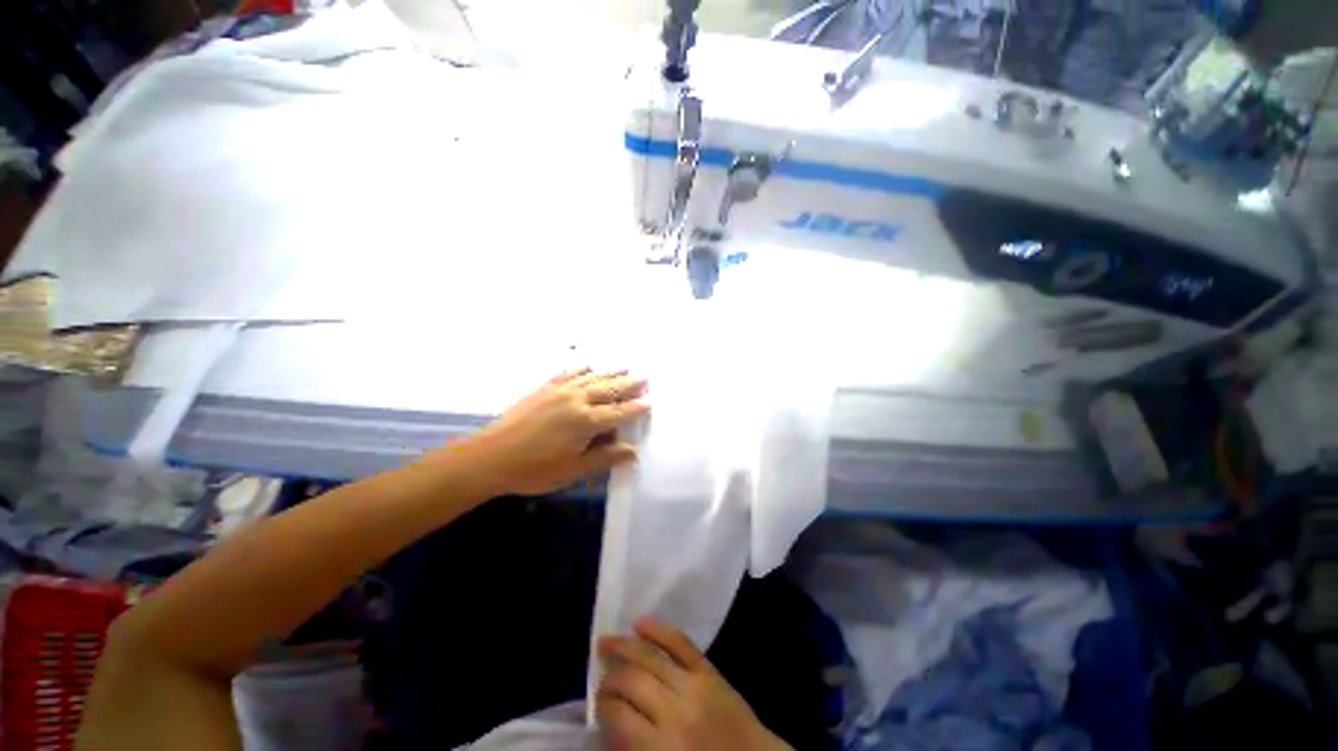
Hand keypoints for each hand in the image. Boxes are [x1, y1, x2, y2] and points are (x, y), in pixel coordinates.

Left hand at [456, 368, 649, 496]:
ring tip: (625, 367)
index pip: (619, 412)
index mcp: (586, 421)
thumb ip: (604, 458)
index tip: (650, 401)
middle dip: (629, 384)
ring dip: (610, 372)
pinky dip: (581, 367)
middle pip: (609, 389)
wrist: (490, 457)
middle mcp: (577, 400)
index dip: (636, 408)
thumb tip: (633, 451)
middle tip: (645, 377)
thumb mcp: (573, 470)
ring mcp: (559, 391)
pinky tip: (588, 364)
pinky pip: (567, 373)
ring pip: (592, 377)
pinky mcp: (543, 389)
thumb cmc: (534, 469)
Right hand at [596, 619, 789, 750]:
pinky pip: (680, 641)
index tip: (596, 703)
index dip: (602, 705)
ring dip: (624, 646)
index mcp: (661, 747)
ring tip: (605, 641)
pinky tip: (639, 622)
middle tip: (600, 677)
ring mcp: (693, 684)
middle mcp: (674, 711)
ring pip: (651, 657)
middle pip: (632, 682)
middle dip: (610, 677)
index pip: (619, 716)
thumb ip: (634, 747)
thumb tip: (610, 723)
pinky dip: (658, 629)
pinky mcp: (708, 669)